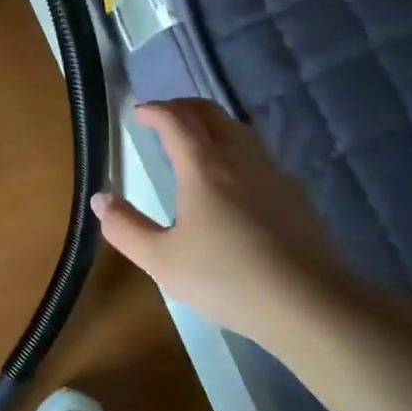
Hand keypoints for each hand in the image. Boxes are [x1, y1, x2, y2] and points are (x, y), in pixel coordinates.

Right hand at [91, 100, 347, 347]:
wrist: (310, 303)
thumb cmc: (227, 278)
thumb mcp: (161, 260)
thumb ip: (125, 228)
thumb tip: (100, 199)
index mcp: (203, 167)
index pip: (176, 120)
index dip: (155, 111)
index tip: (139, 112)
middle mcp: (239, 158)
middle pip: (211, 114)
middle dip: (183, 107)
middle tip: (163, 117)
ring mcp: (272, 174)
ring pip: (239, 131)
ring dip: (212, 125)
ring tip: (195, 141)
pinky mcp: (294, 195)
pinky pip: (258, 157)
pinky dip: (235, 150)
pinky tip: (233, 181)